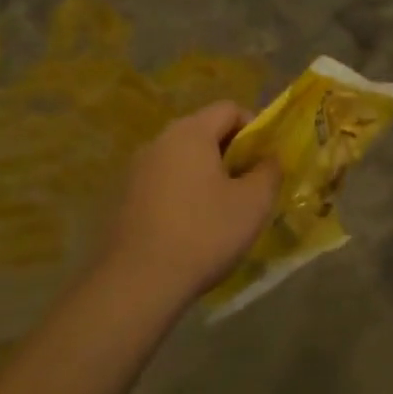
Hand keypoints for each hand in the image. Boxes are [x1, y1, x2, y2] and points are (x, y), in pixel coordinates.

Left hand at [100, 102, 279, 309]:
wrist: (136, 284)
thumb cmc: (203, 234)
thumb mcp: (253, 203)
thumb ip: (269, 171)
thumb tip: (269, 159)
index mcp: (190, 132)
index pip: (229, 109)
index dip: (254, 129)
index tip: (264, 161)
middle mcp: (159, 141)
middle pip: (204, 132)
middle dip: (230, 153)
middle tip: (248, 186)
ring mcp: (136, 170)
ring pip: (183, 159)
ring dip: (206, 175)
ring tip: (221, 210)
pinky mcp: (123, 199)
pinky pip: (163, 182)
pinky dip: (182, 194)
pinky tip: (191, 228)